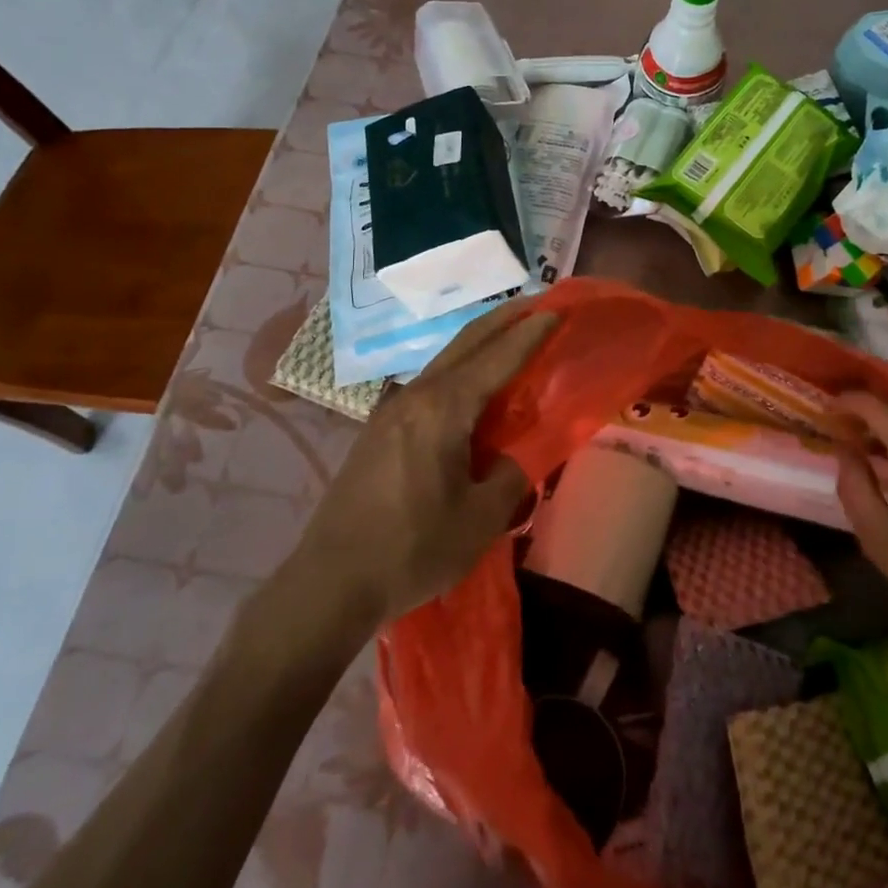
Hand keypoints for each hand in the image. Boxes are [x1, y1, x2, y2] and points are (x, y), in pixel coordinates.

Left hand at [295, 298, 557, 627]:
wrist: (329, 583)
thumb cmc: (412, 549)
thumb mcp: (480, 519)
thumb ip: (511, 474)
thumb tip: (518, 452)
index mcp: (444, 408)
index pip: (497, 356)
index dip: (531, 332)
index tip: (558, 310)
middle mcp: (416, 395)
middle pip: (467, 341)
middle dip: (504, 319)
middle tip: (538, 304)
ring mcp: (392, 410)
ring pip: (446, 359)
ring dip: (481, 342)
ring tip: (511, 336)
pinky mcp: (379, 430)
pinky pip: (431, 382)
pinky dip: (461, 367)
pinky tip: (472, 385)